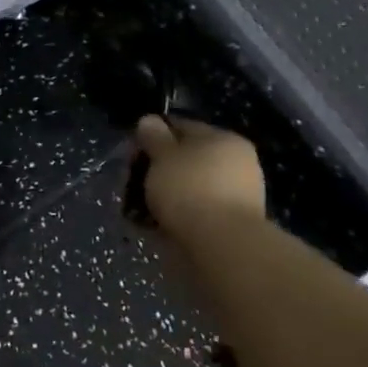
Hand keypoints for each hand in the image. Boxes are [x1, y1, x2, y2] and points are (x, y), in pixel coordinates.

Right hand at [133, 115, 265, 235]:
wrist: (222, 245)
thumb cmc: (190, 189)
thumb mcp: (163, 156)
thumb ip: (154, 137)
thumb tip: (149, 120)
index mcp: (224, 139)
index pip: (182, 127)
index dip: (153, 135)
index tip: (132, 153)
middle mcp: (235, 163)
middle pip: (186, 158)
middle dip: (158, 168)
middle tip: (133, 182)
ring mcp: (235, 195)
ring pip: (188, 186)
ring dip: (165, 193)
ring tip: (140, 208)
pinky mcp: (229, 224)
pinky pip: (194, 211)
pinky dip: (175, 214)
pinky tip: (155, 224)